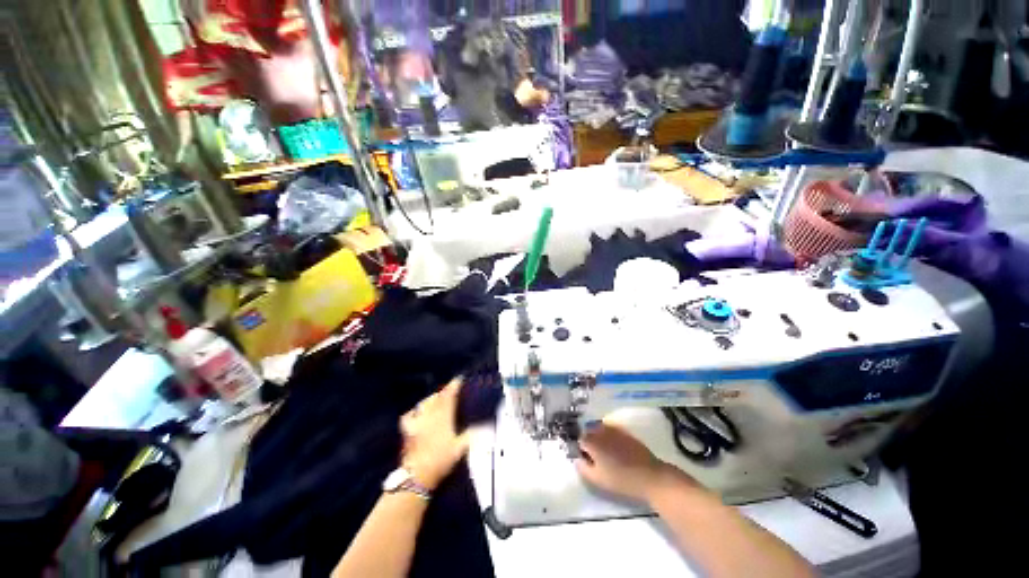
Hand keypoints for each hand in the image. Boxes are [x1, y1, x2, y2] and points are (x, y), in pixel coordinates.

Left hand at [399, 379, 470, 489]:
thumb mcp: (460, 449)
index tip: (459, 379)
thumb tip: (482, 426)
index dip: (454, 386)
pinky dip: (415, 410)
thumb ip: (470, 435)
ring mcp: (417, 421)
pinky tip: (418, 411)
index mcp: (443, 417)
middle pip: (437, 397)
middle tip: (451, 390)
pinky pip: (410, 414)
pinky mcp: (407, 429)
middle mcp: (430, 415)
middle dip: (444, 391)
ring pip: (425, 403)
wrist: (417, 475)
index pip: (449, 396)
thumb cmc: (440, 461)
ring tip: (437, 398)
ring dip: (432, 398)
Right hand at [575, 423, 693, 503]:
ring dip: (599, 437)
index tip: (586, 460)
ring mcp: (615, 430)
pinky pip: (612, 430)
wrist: (650, 476)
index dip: (581, 449)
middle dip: (589, 441)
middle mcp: (601, 431)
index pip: (579, 440)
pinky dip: (610, 436)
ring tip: (605, 452)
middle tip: (594, 457)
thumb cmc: (621, 480)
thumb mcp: (597, 479)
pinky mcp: (626, 432)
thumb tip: (577, 458)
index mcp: (592, 441)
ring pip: (600, 429)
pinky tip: (616, 449)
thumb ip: (582, 467)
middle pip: (589, 431)